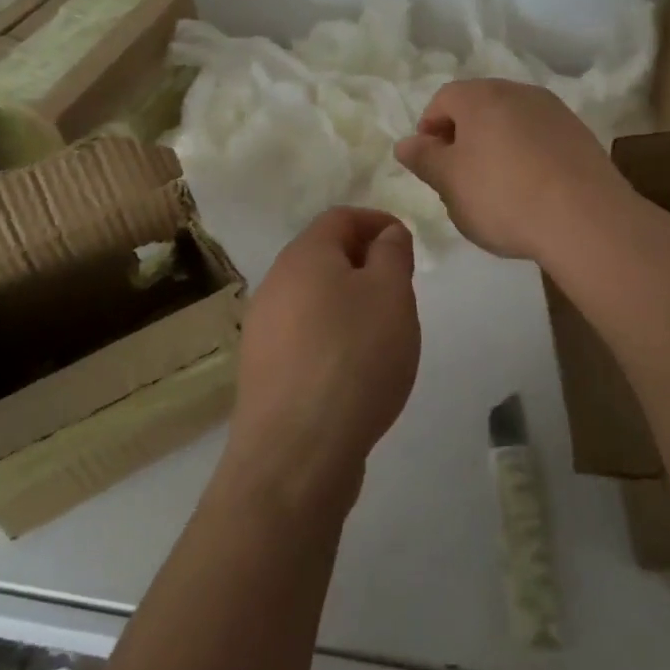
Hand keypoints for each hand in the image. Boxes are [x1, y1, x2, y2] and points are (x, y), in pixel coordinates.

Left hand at [223, 207, 419, 508]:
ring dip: (349, 303)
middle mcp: (275, 284)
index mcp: (304, 256)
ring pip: (314, 299)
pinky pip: (305, 337)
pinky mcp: (264, 371)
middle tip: (400, 289)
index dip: (377, 222)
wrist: (297, 452)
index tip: (406, 245)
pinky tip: (355, 371)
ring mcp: (263, 330)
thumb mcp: (391, 294)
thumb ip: (391, 254)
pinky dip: (333, 338)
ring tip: (383, 333)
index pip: (340, 217)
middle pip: (324, 256)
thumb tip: (386, 235)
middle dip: (365, 264)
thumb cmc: (354, 357)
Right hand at [394, 79, 630, 262]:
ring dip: (497, 145)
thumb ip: (424, 159)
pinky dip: (528, 155)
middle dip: (464, 136)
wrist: (586, 218)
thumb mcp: (450, 183)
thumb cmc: (503, 196)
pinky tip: (531, 190)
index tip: (431, 164)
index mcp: (481, 96)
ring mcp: (554, 111)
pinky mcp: (580, 134)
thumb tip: (406, 143)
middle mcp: (518, 92)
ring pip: (512, 121)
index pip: (444, 99)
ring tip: (497, 187)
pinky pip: (540, 138)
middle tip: (459, 177)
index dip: (430, 129)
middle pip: (479, 106)